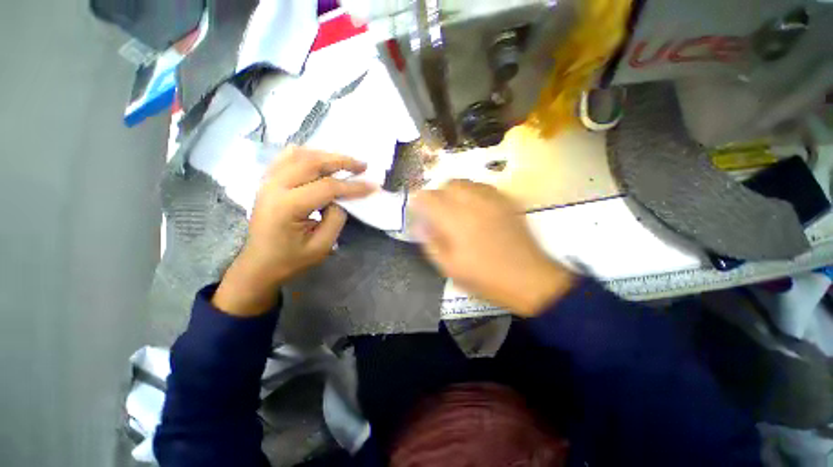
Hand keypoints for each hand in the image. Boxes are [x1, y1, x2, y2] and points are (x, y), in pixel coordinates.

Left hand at [212, 147, 374, 315]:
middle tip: (363, 165)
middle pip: (313, 162)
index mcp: (287, 206)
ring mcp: (267, 181)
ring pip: (300, 155)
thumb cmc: (291, 259)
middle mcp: (274, 187)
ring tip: (346, 162)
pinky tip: (319, 158)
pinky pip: (287, 158)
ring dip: (326, 155)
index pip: (327, 187)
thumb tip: (342, 198)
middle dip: (342, 161)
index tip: (373, 186)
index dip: (353, 186)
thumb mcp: (321, 246)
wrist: (259, 264)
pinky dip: (307, 154)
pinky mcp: (267, 181)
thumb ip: (336, 218)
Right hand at [410, 180, 574, 316]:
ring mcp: (493, 200)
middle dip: (437, 194)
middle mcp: (473, 203)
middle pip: (448, 184)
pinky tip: (474, 207)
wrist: (528, 279)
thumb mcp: (449, 267)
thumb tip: (419, 224)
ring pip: (466, 182)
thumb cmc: (485, 277)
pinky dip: (472, 192)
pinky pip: (483, 187)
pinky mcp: (507, 202)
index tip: (417, 209)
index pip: (429, 198)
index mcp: (456, 220)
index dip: (419, 201)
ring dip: (454, 191)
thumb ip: (430, 242)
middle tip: (436, 210)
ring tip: (455, 208)